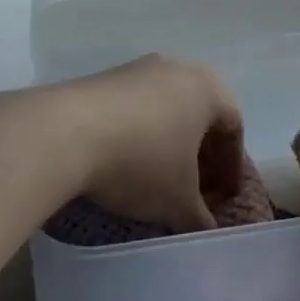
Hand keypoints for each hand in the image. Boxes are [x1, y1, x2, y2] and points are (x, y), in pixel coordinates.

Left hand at [47, 56, 245, 232]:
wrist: (66, 132)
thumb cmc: (141, 162)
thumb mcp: (178, 202)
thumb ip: (201, 219)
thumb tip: (208, 232)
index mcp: (207, 88)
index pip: (233, 127)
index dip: (232, 166)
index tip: (223, 198)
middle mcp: (177, 69)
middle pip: (201, 114)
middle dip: (202, 154)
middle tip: (196, 189)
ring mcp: (138, 69)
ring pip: (167, 108)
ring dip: (170, 142)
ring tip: (159, 177)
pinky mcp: (104, 77)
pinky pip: (136, 106)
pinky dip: (141, 132)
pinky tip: (126, 160)